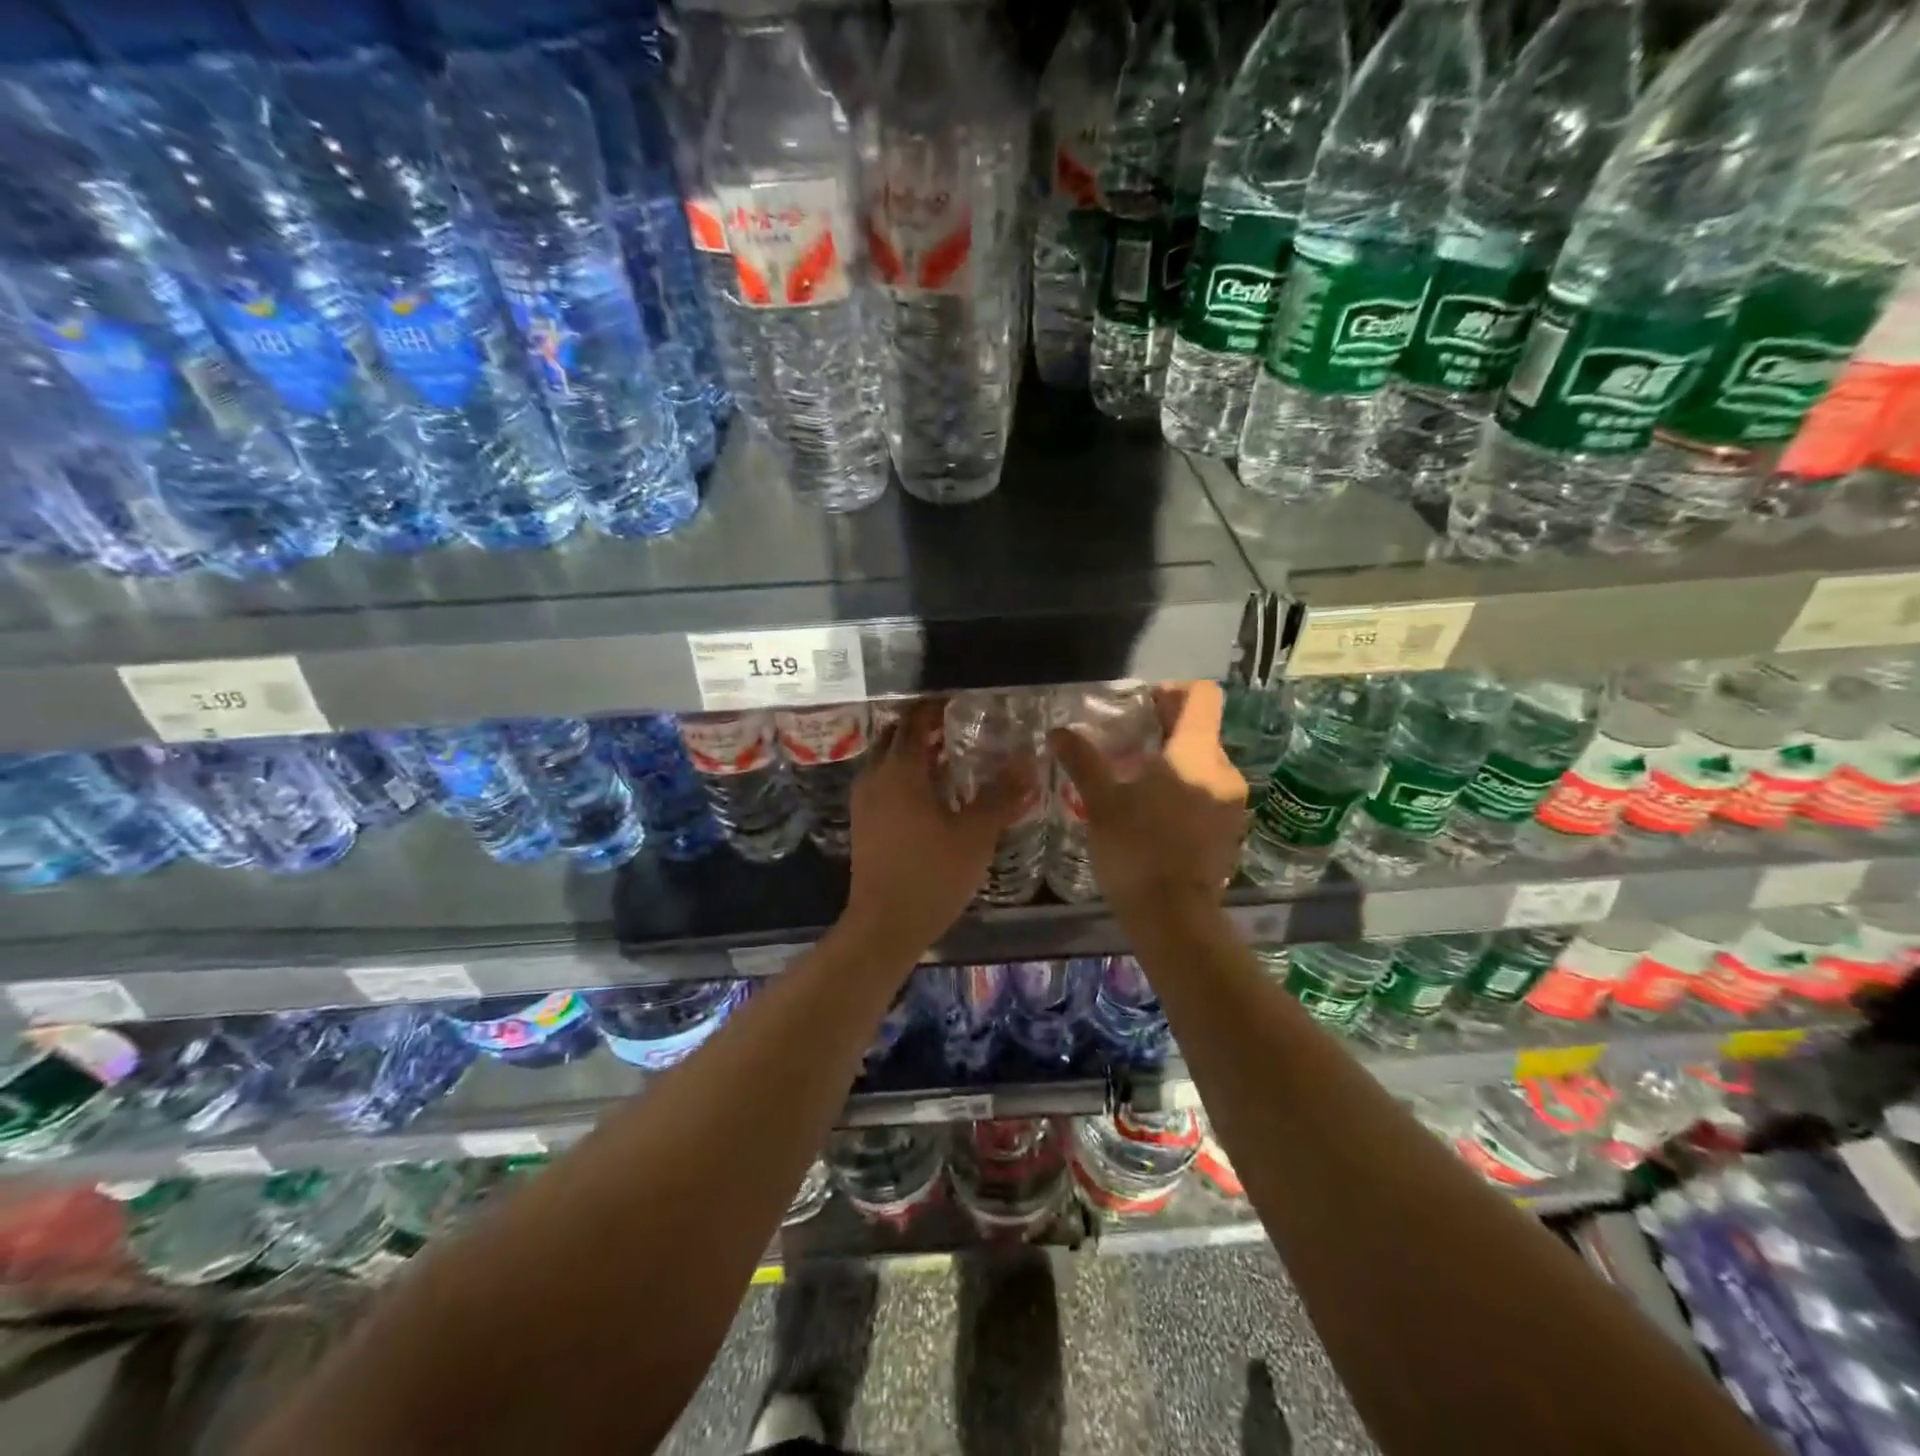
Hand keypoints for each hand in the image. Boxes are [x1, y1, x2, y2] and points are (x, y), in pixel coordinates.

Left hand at [843, 700, 1035, 953]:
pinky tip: (931, 793)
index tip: (961, 701)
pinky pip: (883, 782)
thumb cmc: (932, 875)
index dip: (936, 706)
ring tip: (948, 755)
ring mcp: (864, 801)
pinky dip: (904, 774)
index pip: (915, 720)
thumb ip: (1002, 795)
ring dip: (913, 751)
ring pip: (887, 759)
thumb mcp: (976, 834)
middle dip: (923, 725)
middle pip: (896, 735)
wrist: (884, 925)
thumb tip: (1028, 761)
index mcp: (900, 771)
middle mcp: (875, 777)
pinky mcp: (863, 823)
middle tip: (957, 725)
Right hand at [1049, 682, 1246, 920]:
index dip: (1173, 690)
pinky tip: (1153, 812)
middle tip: (1126, 745)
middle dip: (1165, 731)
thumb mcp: (1103, 803)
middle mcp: (1223, 771)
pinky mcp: (1229, 830)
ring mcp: (1231, 803)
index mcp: (1197, 753)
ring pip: (1202, 764)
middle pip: (1200, 731)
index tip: (1144, 704)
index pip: (1202, 697)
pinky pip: (1207, 793)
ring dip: (1173, 764)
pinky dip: (1184, 790)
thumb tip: (1059, 731)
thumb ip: (1083, 761)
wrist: (1174, 918)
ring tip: (1135, 781)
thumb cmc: (1137, 851)